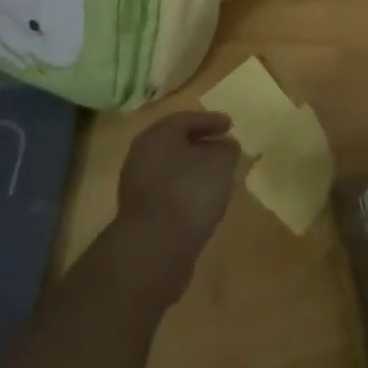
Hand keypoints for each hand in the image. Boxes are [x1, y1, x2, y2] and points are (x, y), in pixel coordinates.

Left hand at [115, 111, 238, 295]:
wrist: (153, 249)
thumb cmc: (189, 192)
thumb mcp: (221, 162)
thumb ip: (227, 148)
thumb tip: (225, 146)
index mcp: (158, 134)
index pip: (187, 119)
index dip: (212, 120)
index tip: (230, 125)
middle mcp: (142, 155)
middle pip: (176, 143)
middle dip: (200, 144)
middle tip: (222, 148)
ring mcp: (137, 186)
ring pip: (170, 168)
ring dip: (192, 169)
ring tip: (216, 177)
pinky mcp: (139, 215)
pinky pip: (167, 192)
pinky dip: (184, 191)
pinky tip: (201, 201)